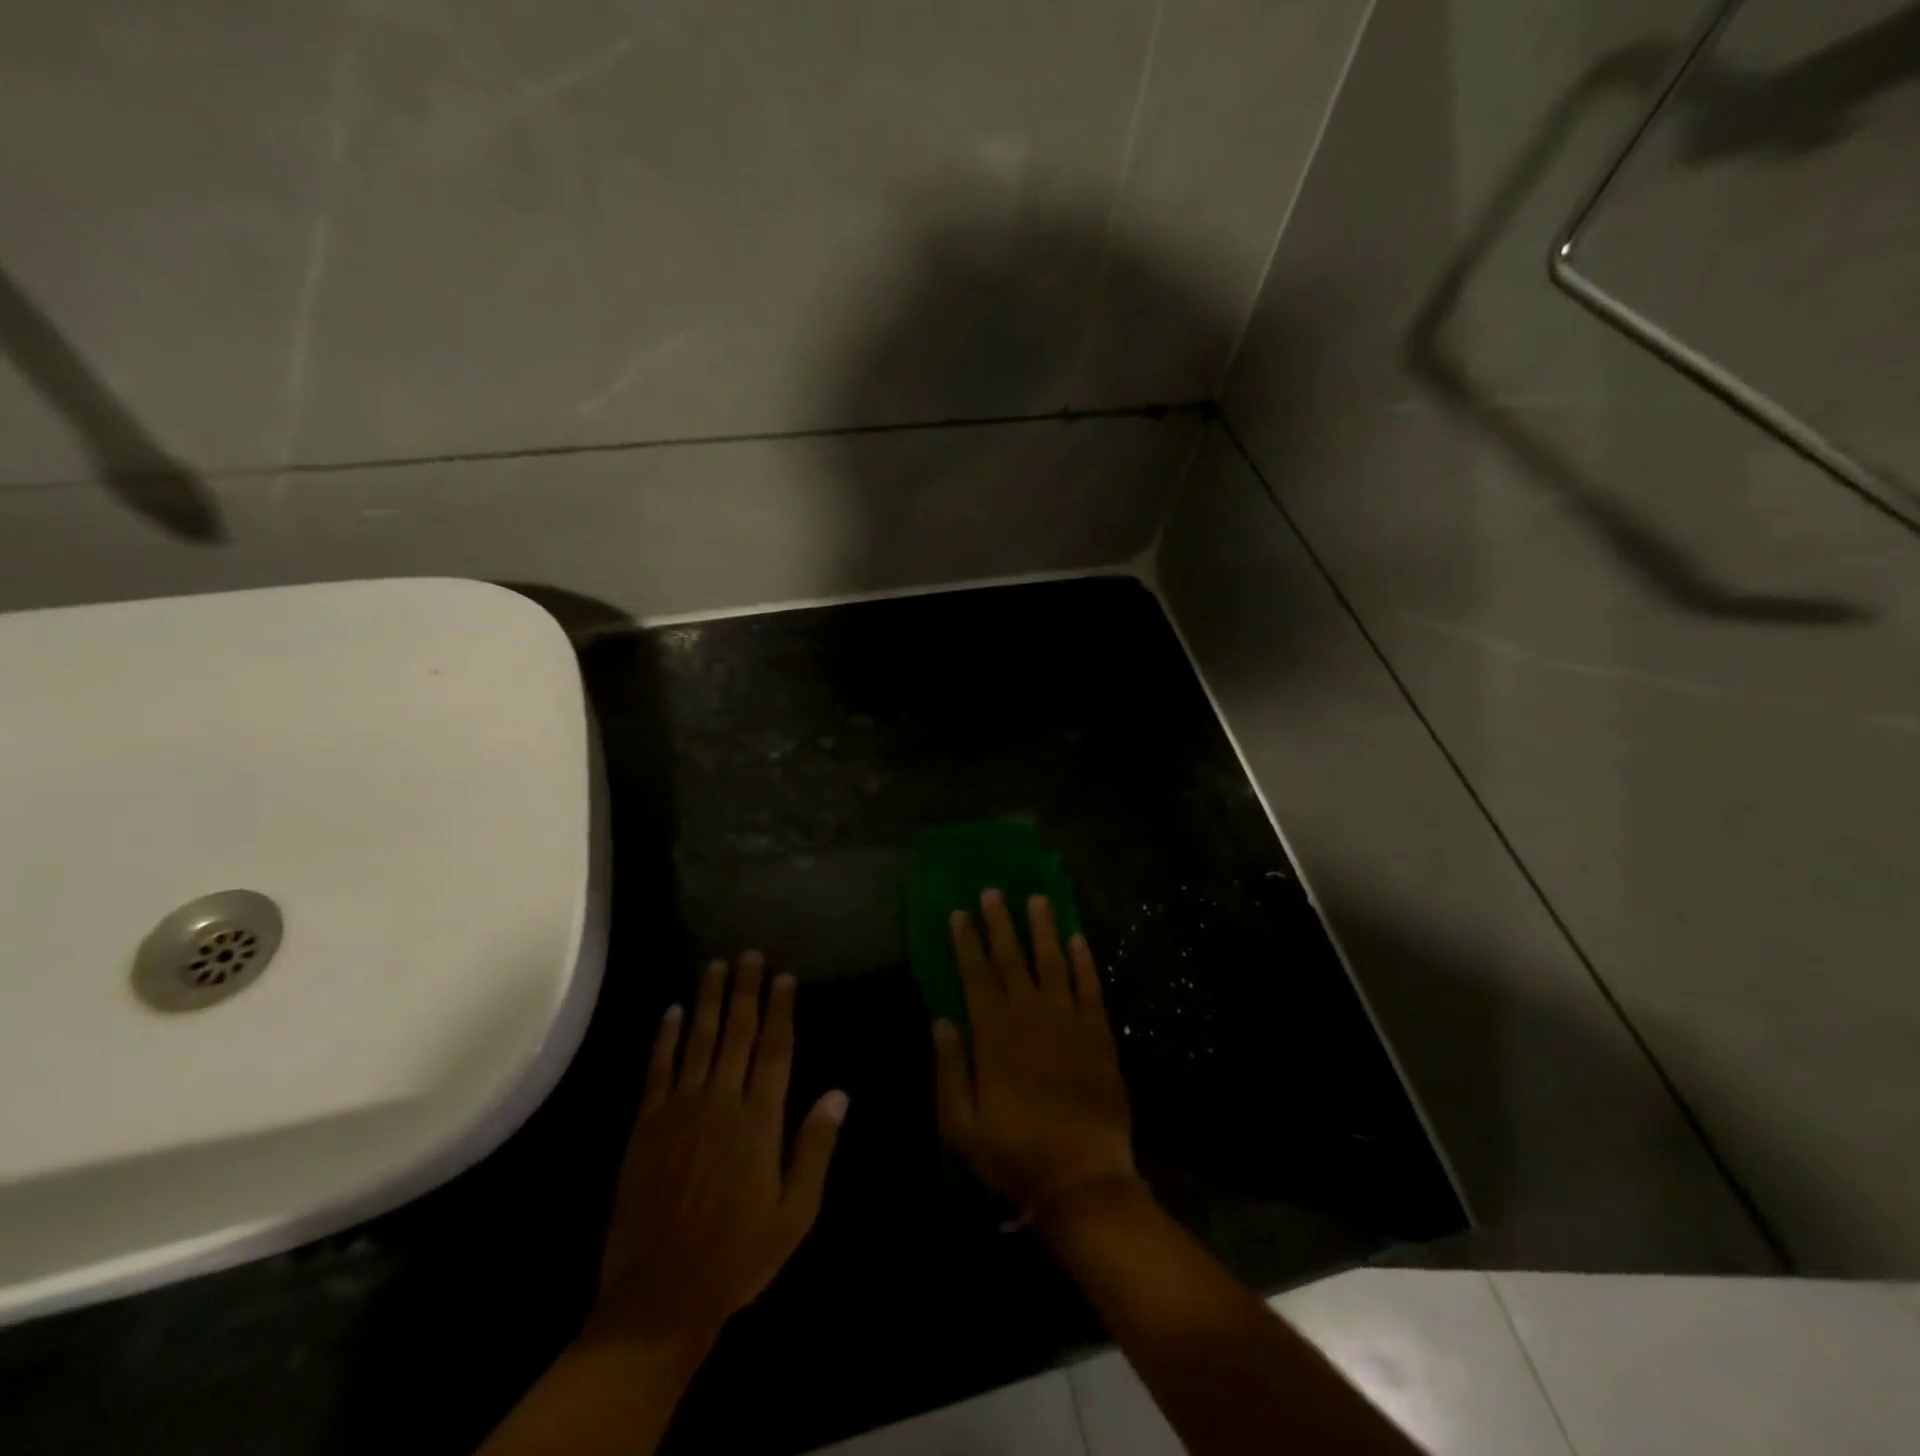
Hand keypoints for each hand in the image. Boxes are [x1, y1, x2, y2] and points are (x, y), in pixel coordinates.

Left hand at [588, 954, 847, 1352]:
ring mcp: (679, 1110)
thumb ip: (815, 1148)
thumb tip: (839, 1093)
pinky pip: (658, 1069)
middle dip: (745, 991)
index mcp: (760, 1120)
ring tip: (716, 966)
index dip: (780, 1010)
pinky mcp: (646, 1126)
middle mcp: (721, 1102)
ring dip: (708, 1000)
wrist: (658, 1299)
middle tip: (749, 954)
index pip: (775, 1050)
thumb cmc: (738, 1256)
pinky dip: (665, 1037)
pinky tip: (672, 1011)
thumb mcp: (795, 1213)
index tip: (784, 977)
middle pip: (737, 1033)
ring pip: (698, 1040)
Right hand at [933, 891, 1138, 1222]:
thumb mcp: (960, 1126)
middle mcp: (1031, 1016)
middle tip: (994, 891)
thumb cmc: (1014, 1155)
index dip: (967, 942)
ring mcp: (1069, 1022)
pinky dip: (1084, 961)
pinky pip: (1091, 987)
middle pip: (1013, 959)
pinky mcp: (1100, 1034)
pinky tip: (1077, 939)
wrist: (1082, 1180)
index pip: (976, 975)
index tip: (960, 913)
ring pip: (1053, 963)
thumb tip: (942, 1019)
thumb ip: (950, 1069)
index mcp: (995, 1035)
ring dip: (1043, 929)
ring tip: (1037, 898)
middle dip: (1001, 923)